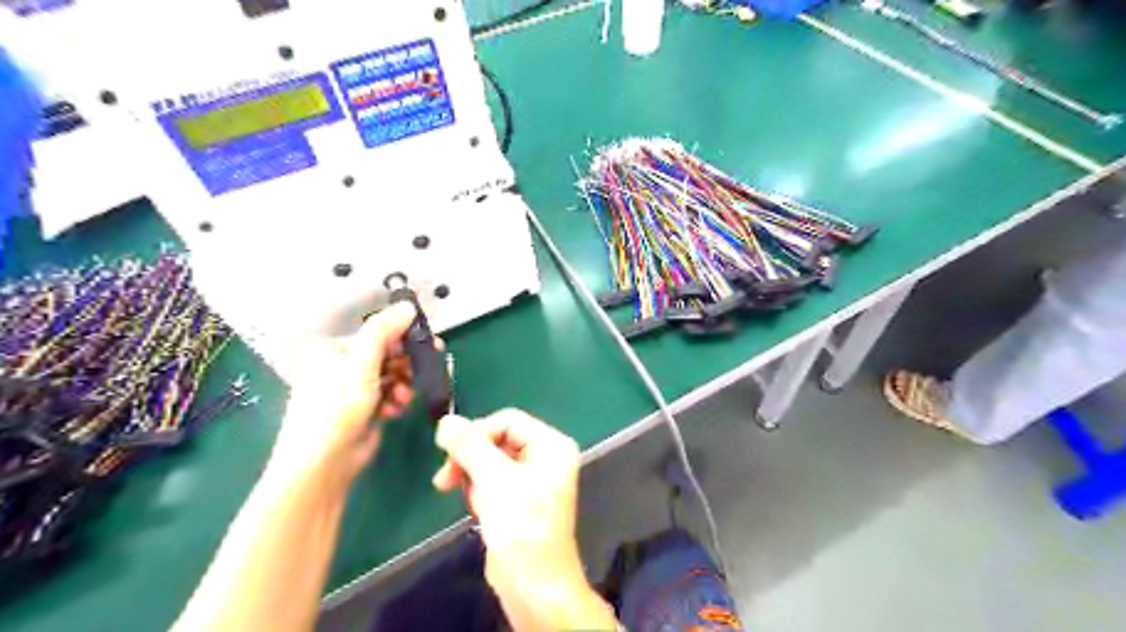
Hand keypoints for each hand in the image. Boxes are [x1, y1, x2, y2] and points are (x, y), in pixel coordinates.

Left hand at [274, 303, 425, 481]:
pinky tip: (396, 409)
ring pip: (391, 375)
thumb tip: (407, 306)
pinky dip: (396, 399)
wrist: (324, 462)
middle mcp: (338, 366)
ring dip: (402, 384)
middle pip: (385, 354)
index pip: (375, 334)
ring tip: (403, 396)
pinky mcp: (363, 409)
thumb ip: (384, 331)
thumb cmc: (336, 408)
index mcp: (330, 349)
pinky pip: (389, 394)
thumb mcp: (361, 363)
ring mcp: (351, 389)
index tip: (428, 343)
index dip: (402, 338)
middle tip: (425, 367)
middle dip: (404, 364)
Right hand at [435, 413, 619, 628]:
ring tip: (477, 504)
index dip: (476, 433)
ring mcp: (533, 479)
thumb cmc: (521, 527)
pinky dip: (481, 494)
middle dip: (471, 460)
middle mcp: (545, 457)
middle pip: (497, 440)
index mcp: (551, 445)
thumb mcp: (494, 480)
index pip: (507, 421)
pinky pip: (493, 483)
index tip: (447, 454)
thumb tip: (446, 420)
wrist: (534, 586)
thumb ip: (469, 446)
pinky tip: (481, 513)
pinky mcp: (520, 500)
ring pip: (491, 462)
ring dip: (474, 480)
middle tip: (445, 480)